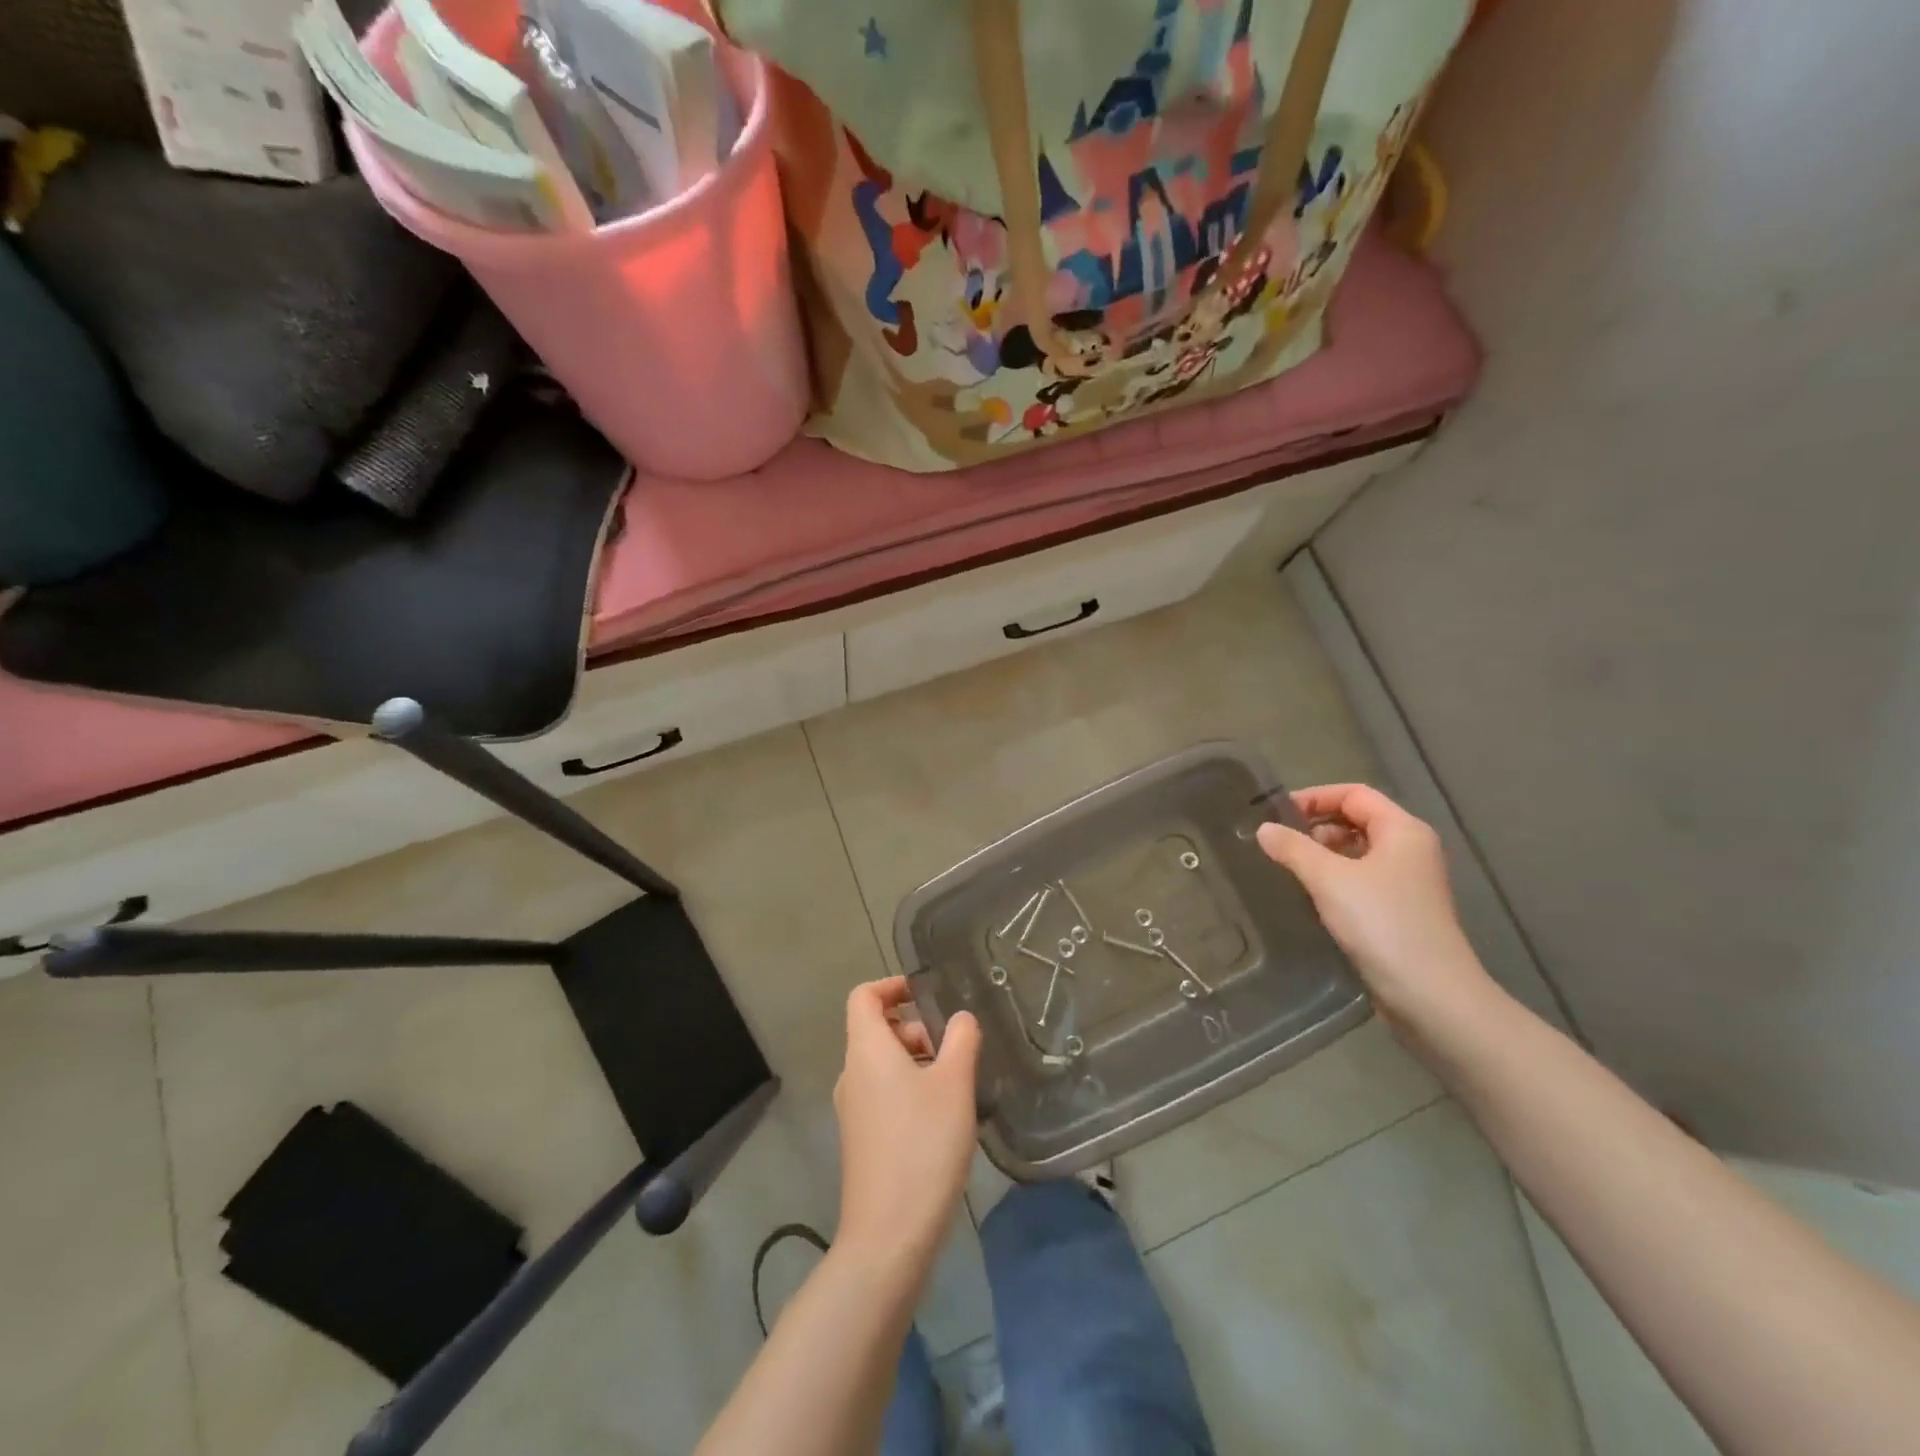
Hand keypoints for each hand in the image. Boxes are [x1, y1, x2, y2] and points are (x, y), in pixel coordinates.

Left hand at [833, 977, 980, 1276]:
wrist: (889, 1236)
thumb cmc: (923, 1146)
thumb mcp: (954, 1085)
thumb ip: (960, 1039)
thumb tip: (960, 1019)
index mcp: (866, 1051)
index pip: (863, 996)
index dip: (892, 986)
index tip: (926, 994)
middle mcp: (852, 1074)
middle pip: (876, 1030)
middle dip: (915, 1028)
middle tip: (953, 1049)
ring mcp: (853, 1110)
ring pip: (883, 1064)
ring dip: (917, 1060)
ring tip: (956, 1085)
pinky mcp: (861, 1140)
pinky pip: (884, 1094)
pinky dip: (910, 1089)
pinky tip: (943, 1118)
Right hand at [1256, 784, 1499, 1035]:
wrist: (1430, 996)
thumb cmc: (1381, 924)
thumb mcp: (1329, 879)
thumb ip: (1293, 849)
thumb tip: (1264, 829)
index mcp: (1403, 830)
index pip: (1354, 794)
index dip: (1314, 797)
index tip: (1277, 816)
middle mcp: (1411, 850)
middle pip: (1357, 820)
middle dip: (1316, 826)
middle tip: (1279, 844)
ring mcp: (1408, 883)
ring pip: (1358, 852)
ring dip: (1323, 855)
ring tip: (1289, 870)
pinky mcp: (1401, 912)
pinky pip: (1362, 881)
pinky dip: (1335, 880)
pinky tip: (1311, 898)